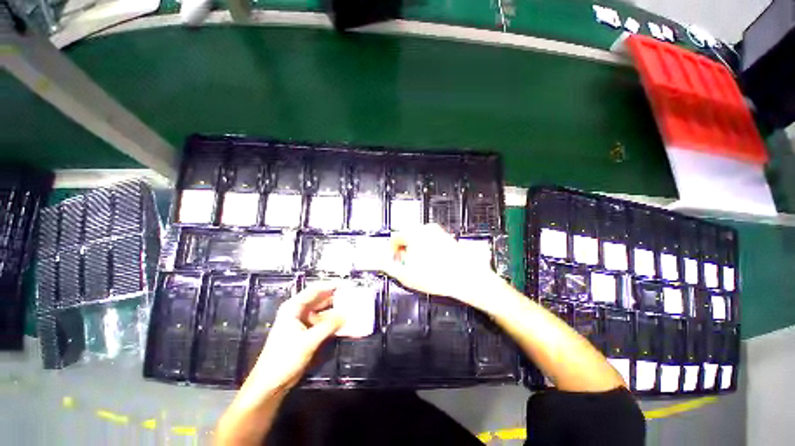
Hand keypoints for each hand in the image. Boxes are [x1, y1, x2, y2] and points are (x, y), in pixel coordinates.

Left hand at [246, 282, 344, 392]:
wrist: (271, 383)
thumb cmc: (284, 359)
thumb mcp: (307, 341)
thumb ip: (328, 326)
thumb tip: (346, 315)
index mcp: (293, 307)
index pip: (315, 290)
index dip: (331, 285)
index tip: (347, 285)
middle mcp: (299, 312)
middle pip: (321, 299)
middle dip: (337, 298)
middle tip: (353, 297)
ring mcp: (304, 322)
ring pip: (324, 312)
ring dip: (337, 311)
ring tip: (352, 309)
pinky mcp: (308, 333)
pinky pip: (324, 323)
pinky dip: (334, 323)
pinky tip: (346, 324)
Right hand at [385, 224, 500, 311]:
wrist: (467, 278)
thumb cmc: (439, 276)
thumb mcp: (406, 275)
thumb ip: (388, 266)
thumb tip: (380, 261)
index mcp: (414, 233)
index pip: (394, 237)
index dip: (391, 250)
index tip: (393, 260)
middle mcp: (426, 229)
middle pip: (407, 237)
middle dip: (403, 250)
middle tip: (406, 265)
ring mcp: (438, 232)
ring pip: (419, 239)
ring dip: (415, 250)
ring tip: (419, 266)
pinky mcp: (446, 238)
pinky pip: (430, 241)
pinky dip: (426, 249)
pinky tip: (431, 264)